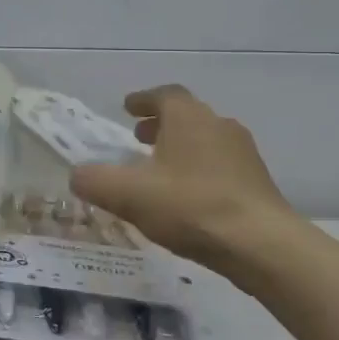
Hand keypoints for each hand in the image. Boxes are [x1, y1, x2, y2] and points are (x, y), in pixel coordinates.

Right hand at [69, 85, 292, 271]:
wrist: (260, 244)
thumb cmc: (190, 207)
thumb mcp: (129, 194)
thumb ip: (95, 181)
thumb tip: (77, 175)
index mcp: (188, 117)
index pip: (164, 95)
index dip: (143, 100)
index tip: (127, 108)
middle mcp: (219, 125)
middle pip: (186, 116)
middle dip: (160, 125)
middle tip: (138, 138)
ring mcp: (243, 153)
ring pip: (205, 140)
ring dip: (180, 148)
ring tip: (160, 170)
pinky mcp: (257, 181)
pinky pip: (220, 165)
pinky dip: (199, 170)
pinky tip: (188, 198)